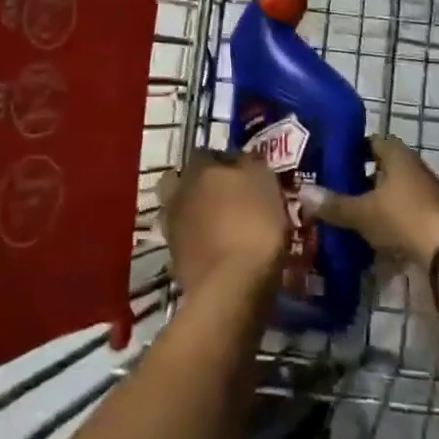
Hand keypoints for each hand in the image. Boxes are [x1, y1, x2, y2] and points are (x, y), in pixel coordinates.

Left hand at [154, 149, 288, 296]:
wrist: (232, 285)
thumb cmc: (254, 224)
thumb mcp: (266, 183)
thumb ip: (252, 165)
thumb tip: (245, 160)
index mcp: (199, 169)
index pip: (208, 153)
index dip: (227, 161)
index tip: (246, 174)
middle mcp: (179, 193)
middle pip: (185, 182)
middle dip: (201, 186)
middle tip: (227, 198)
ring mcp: (172, 228)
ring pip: (183, 212)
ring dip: (199, 216)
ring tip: (225, 229)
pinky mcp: (174, 260)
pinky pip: (188, 242)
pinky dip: (200, 243)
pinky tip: (220, 251)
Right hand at [298, 136, 438, 268]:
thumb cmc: (401, 217)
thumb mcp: (361, 213)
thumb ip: (333, 204)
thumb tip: (302, 193)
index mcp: (398, 156)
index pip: (373, 141)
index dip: (354, 149)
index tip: (335, 160)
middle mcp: (415, 166)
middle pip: (386, 165)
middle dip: (364, 176)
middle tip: (340, 188)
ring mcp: (429, 190)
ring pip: (397, 188)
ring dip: (380, 197)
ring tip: (355, 211)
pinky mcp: (436, 214)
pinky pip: (408, 207)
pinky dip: (393, 215)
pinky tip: (378, 231)